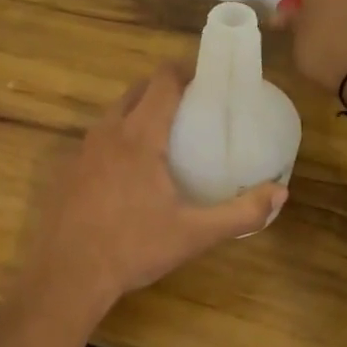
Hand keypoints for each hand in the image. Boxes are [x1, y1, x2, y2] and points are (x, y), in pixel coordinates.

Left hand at [19, 64, 286, 308]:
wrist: (67, 276)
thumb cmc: (133, 248)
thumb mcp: (194, 234)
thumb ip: (241, 213)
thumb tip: (280, 193)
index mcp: (139, 136)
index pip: (162, 82)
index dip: (184, 71)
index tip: (205, 78)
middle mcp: (107, 132)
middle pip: (136, 91)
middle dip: (162, 88)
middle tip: (190, 105)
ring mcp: (81, 150)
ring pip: (113, 114)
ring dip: (137, 111)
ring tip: (162, 134)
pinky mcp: (65, 170)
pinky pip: (96, 139)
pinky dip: (116, 138)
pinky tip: (127, 170)